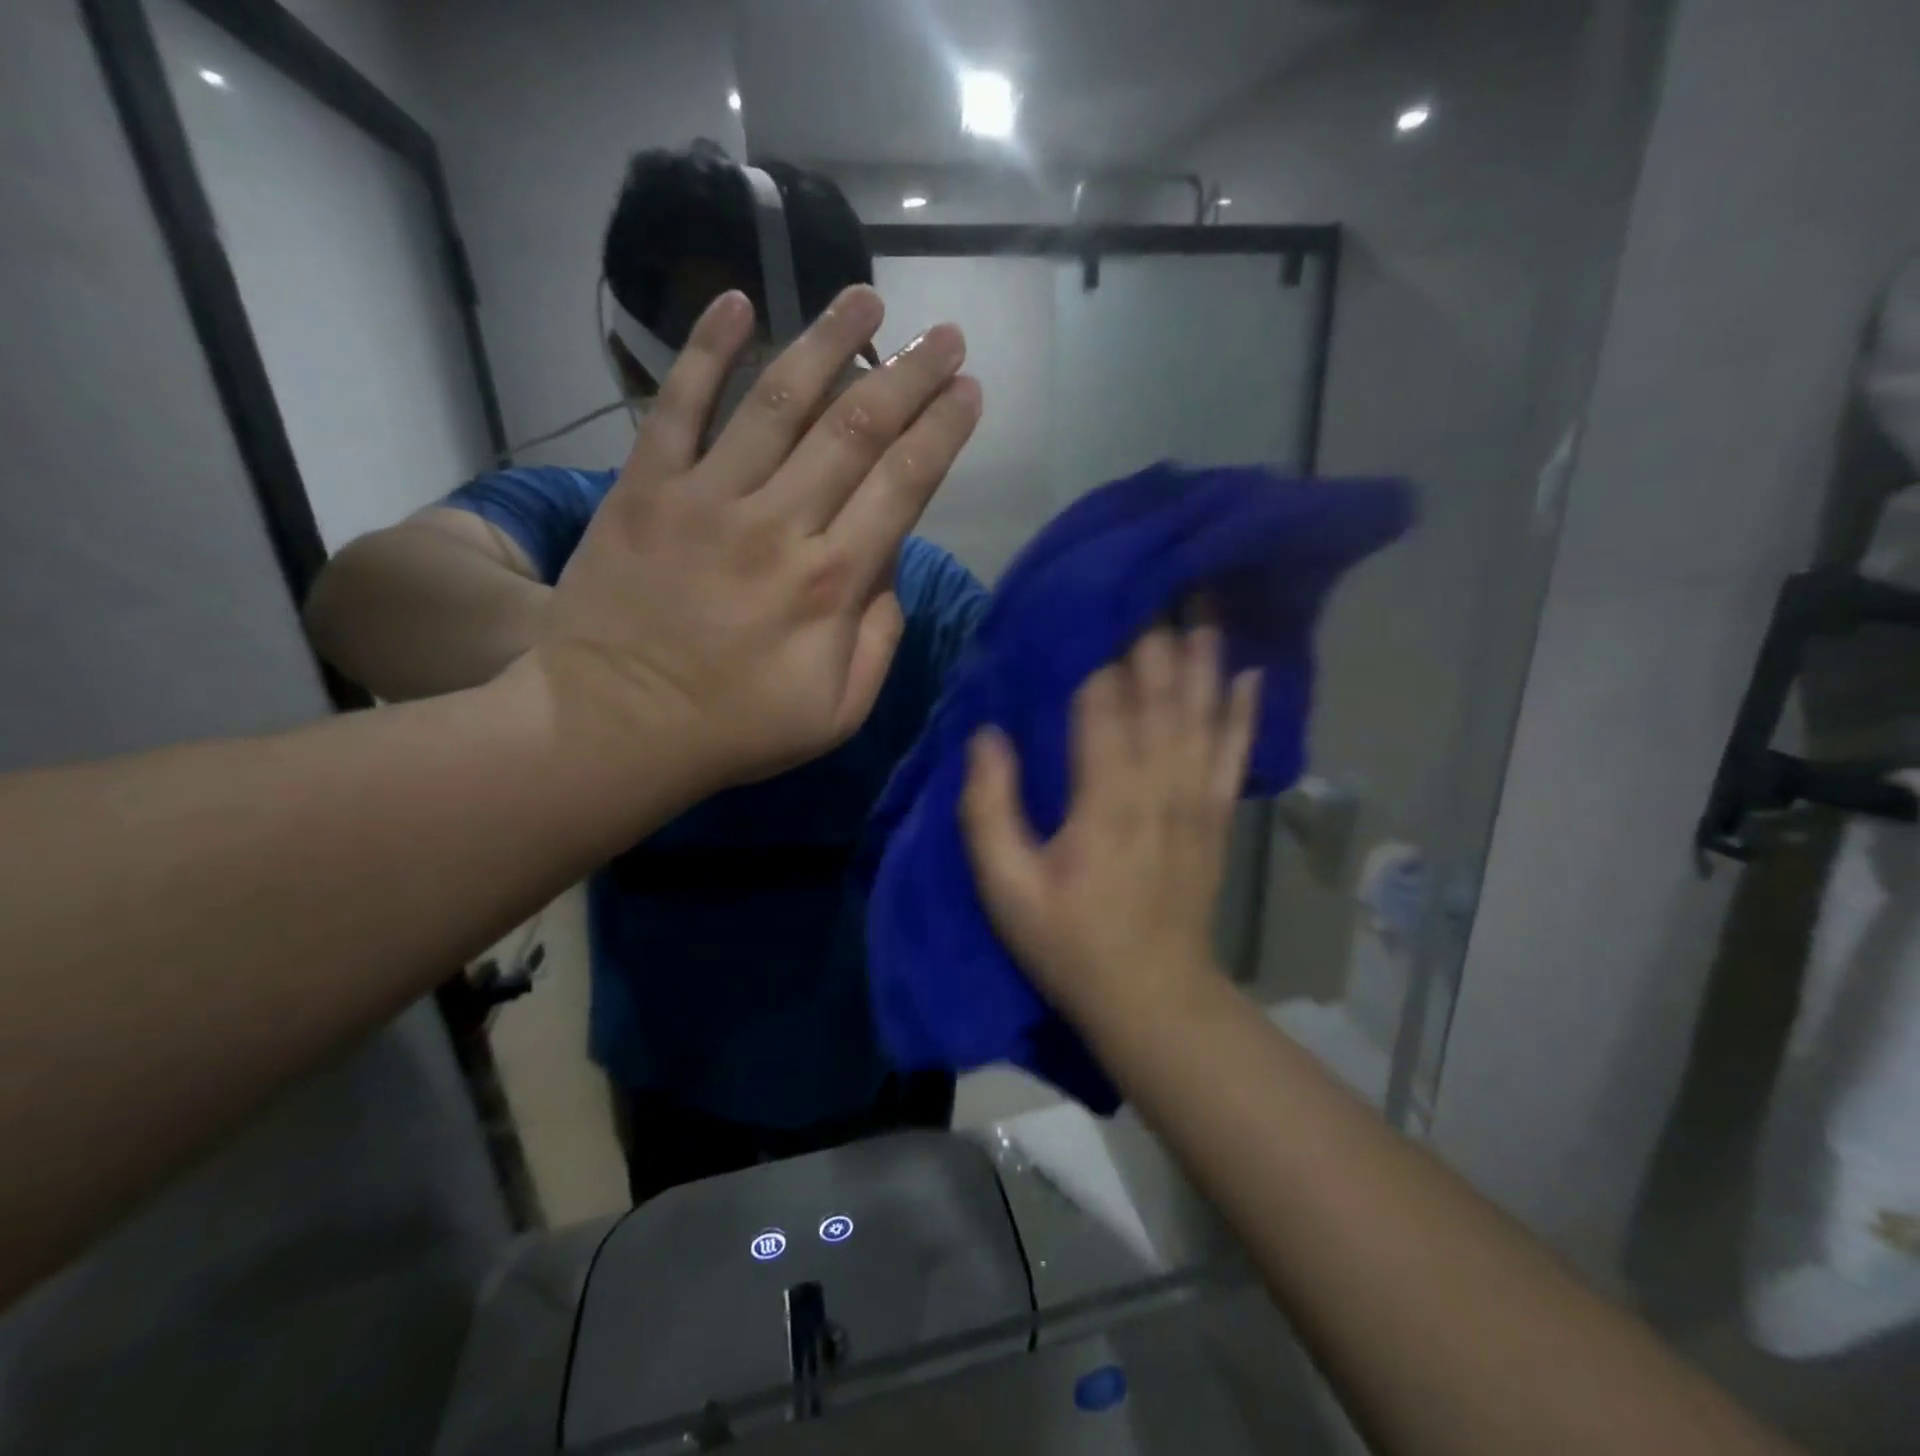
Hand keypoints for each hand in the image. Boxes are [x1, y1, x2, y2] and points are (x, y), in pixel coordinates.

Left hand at [529, 286, 980, 791]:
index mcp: (833, 584)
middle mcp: (780, 524)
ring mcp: (709, 498)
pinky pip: (678, 404)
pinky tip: (736, 300)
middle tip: (944, 335)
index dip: (943, 431)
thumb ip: (880, 638)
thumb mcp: (839, 712)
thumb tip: (890, 569)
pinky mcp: (646, 488)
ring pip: (779, 400)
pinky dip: (706, 350)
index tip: (968, 391)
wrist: (615, 725)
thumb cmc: (736, 728)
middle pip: (857, 429)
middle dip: (909, 375)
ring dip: (828, 342)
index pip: (905, 485)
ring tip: (866, 299)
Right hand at [959, 628, 1259, 1022]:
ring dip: (1203, 657)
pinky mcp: (1215, 818)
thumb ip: (990, 810)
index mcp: (1103, 799)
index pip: (1101, 705)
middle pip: (1158, 695)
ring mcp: (1194, 801)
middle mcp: (1157, 786)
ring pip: (1201, 713)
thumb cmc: (1070, 943)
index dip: (1096, 651)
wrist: (1153, 997)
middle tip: (1152, 578)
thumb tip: (987, 737)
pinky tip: (1251, 674)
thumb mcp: (1007, 889)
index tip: (1089, 602)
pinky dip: (1244, 711)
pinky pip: (1234, 752)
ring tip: (1205, 602)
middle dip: (1153, 636)